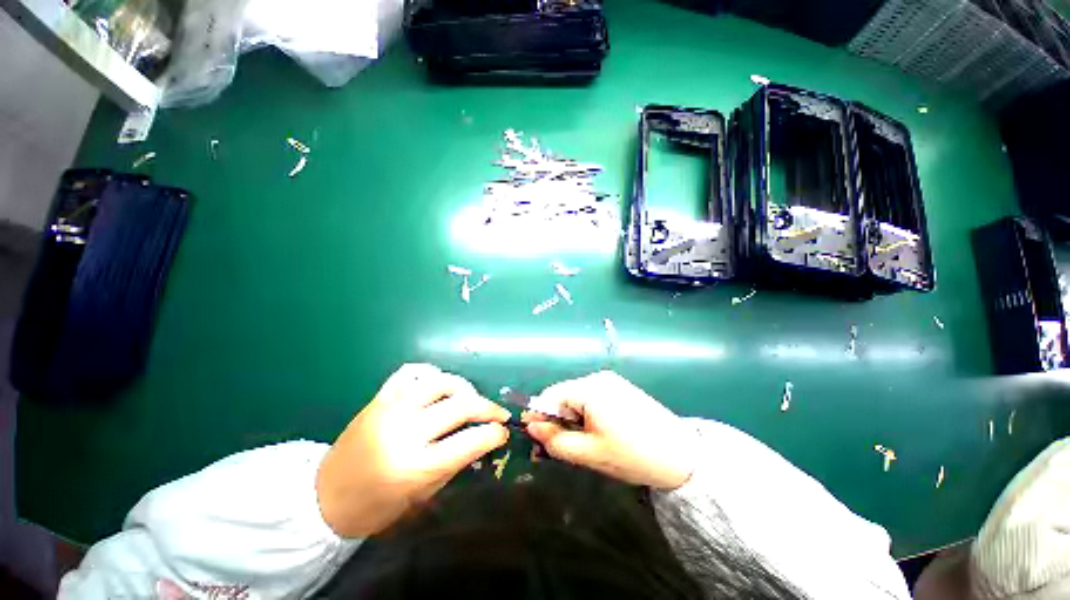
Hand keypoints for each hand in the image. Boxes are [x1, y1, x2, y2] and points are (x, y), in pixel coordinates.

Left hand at [316, 363, 509, 537]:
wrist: (323, 498)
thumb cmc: (375, 507)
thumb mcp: (421, 495)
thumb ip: (454, 463)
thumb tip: (482, 438)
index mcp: (414, 466)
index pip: (469, 441)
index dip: (493, 434)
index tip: (504, 432)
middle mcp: (404, 431)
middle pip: (460, 406)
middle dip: (488, 408)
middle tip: (498, 414)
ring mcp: (390, 408)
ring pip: (440, 381)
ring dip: (464, 387)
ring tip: (471, 398)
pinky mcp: (379, 397)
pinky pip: (411, 372)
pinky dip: (430, 373)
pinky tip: (438, 385)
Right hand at [525, 371, 697, 489]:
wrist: (682, 456)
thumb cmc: (632, 455)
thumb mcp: (589, 453)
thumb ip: (555, 440)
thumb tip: (531, 427)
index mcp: (589, 389)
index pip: (551, 396)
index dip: (540, 416)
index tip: (536, 438)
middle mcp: (598, 378)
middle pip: (564, 395)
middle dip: (558, 419)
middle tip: (562, 446)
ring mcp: (611, 381)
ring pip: (578, 397)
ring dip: (572, 417)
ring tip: (582, 442)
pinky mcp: (621, 388)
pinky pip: (593, 397)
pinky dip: (587, 413)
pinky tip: (597, 431)